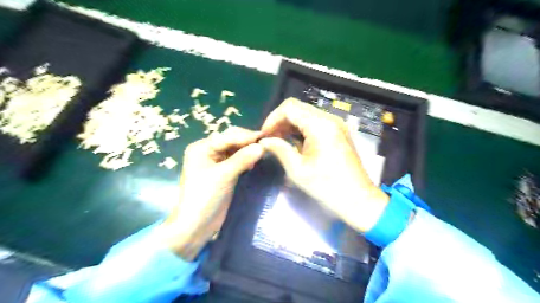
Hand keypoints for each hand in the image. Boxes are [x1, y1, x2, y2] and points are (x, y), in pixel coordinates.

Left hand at [159, 127, 263, 261]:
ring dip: (247, 150)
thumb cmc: (205, 197)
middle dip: (247, 142)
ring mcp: (214, 163)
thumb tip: (261, 146)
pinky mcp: (221, 173)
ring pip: (234, 150)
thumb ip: (242, 159)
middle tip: (266, 144)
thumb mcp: (224, 176)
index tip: (265, 137)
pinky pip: (235, 161)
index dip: (246, 136)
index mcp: (201, 148)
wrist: (196, 226)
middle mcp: (207, 152)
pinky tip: (253, 162)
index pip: (227, 136)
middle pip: (230, 141)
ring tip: (262, 152)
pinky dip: (245, 160)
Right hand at [260, 99, 388, 232]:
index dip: (272, 119)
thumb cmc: (327, 186)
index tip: (264, 136)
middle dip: (280, 121)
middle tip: (270, 139)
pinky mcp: (338, 131)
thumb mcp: (297, 169)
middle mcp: (329, 118)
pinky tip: (294, 143)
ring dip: (290, 125)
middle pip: (297, 108)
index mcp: (320, 125)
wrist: (358, 199)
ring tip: (279, 141)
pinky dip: (301, 129)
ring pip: (305, 114)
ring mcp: (336, 124)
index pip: (289, 108)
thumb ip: (279, 149)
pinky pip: (315, 122)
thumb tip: (264, 140)